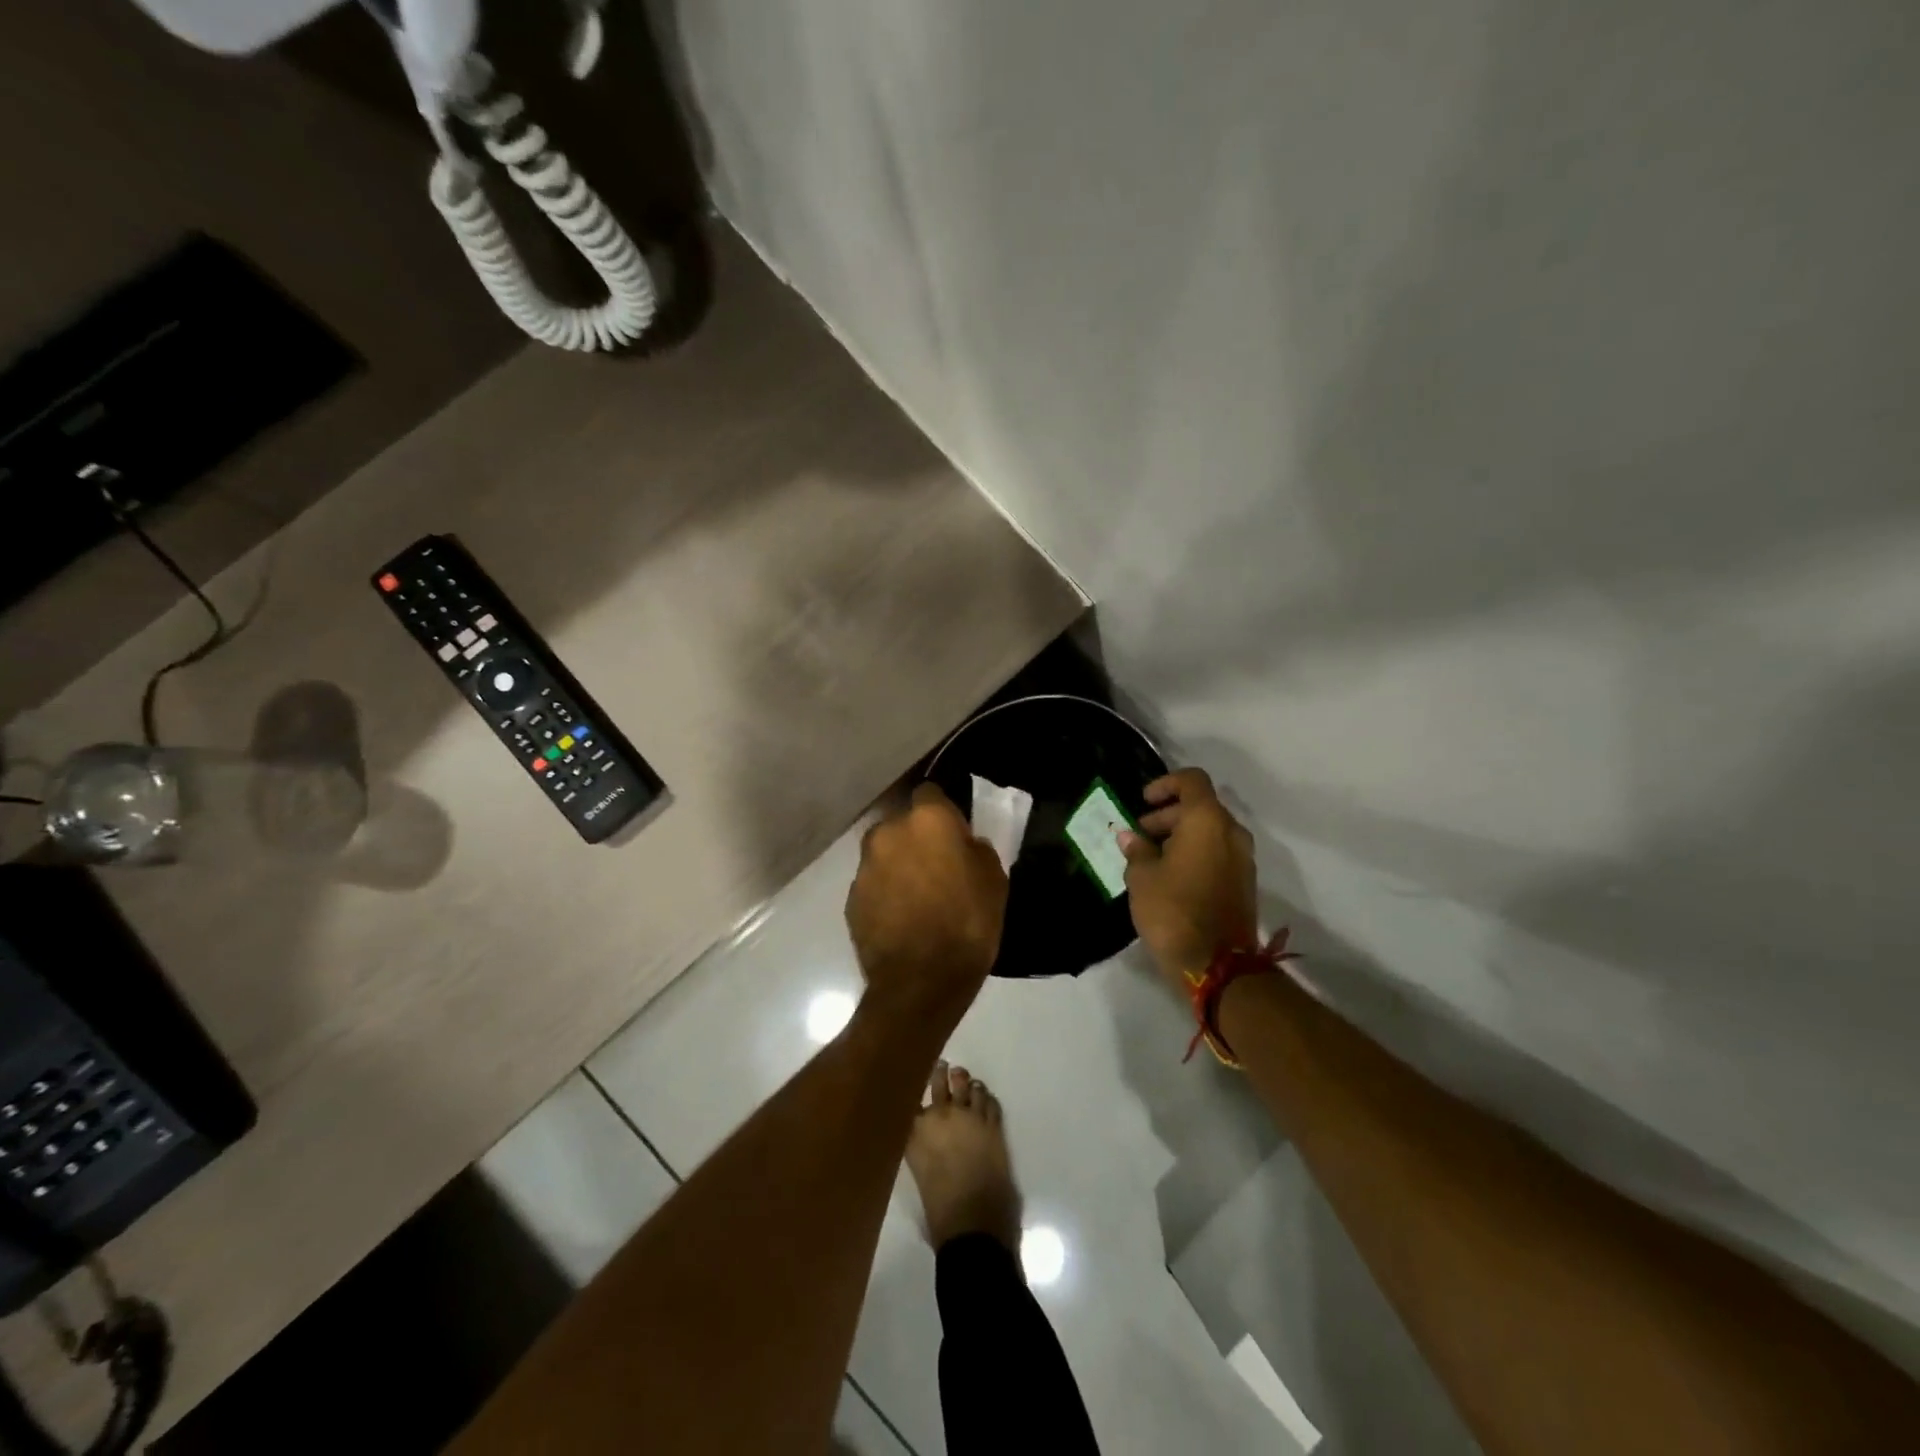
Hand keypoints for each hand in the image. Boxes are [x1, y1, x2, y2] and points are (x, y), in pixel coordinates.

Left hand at [846, 783, 1008, 1028]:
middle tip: (937, 866)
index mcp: (927, 819)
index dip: (942, 810)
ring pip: (885, 852)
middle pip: (903, 823)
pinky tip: (901, 917)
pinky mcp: (851, 897)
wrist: (921, 981)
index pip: (930, 792)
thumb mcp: (994, 880)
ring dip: (898, 864)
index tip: (953, 833)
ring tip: (917, 895)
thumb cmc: (968, 924)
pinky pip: (873, 883)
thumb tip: (963, 844)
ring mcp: (865, 865)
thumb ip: (975, 849)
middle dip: (917, 837)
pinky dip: (884, 892)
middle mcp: (889, 832)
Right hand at [1119, 768, 1257, 985]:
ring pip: (1210, 831)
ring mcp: (1243, 858)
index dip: (1165, 783)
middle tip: (1140, 835)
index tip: (1143, 801)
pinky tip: (1170, 875)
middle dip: (1168, 815)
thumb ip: (1136, 849)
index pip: (1192, 780)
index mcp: (1207, 820)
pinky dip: (1195, 853)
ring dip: (1181, 835)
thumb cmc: (1172, 910)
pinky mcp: (1244, 882)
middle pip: (1200, 806)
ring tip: (1151, 858)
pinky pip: (1217, 852)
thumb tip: (1131, 836)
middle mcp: (1231, 832)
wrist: (1216, 965)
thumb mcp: (1142, 877)